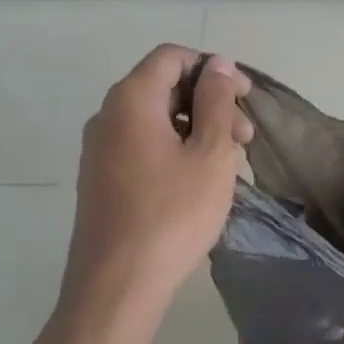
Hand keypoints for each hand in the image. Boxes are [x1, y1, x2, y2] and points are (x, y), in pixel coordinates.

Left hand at [64, 46, 251, 320]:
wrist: (116, 286)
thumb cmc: (172, 213)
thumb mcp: (210, 153)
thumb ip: (217, 101)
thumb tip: (219, 64)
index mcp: (131, 100)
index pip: (172, 57)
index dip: (213, 68)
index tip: (244, 97)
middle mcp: (107, 116)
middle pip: (164, 86)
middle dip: (210, 102)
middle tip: (244, 138)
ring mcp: (99, 150)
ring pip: (156, 119)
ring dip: (197, 128)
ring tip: (229, 163)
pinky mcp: (100, 179)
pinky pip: (143, 144)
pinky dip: (175, 148)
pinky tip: (200, 180)